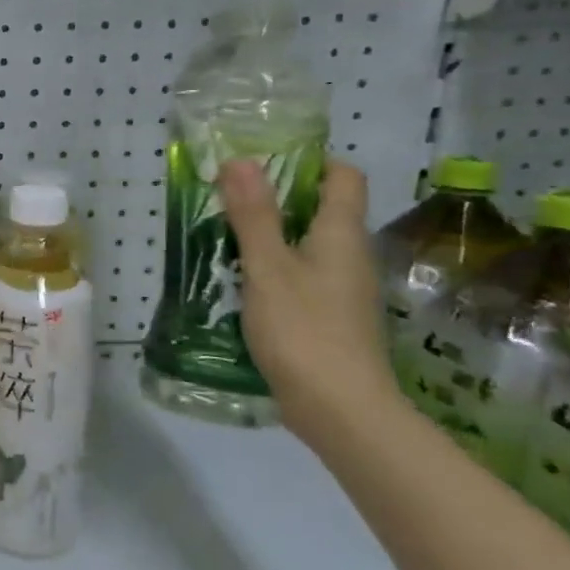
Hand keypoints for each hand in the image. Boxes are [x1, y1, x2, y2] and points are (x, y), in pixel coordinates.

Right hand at [218, 158, 398, 437]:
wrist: (340, 409)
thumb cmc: (304, 330)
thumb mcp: (268, 267)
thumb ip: (254, 216)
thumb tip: (241, 160)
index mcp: (341, 235)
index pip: (343, 177)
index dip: (310, 161)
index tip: (262, 161)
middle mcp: (348, 256)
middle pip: (321, 209)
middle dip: (277, 196)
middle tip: (226, 195)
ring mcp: (340, 289)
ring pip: (306, 244)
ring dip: (269, 233)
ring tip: (221, 234)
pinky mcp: (327, 317)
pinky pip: (299, 275)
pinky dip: (271, 267)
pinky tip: (237, 280)